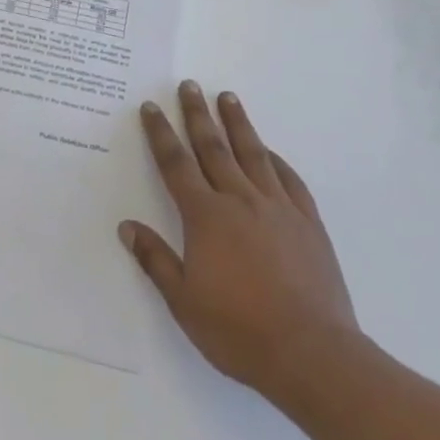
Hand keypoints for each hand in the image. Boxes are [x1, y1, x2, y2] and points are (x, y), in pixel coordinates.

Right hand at [120, 81, 360, 393]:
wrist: (312, 354)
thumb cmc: (239, 330)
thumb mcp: (184, 301)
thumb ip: (155, 259)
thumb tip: (127, 226)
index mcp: (205, 216)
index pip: (176, 164)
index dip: (161, 134)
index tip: (151, 107)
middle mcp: (239, 200)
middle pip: (213, 147)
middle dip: (197, 115)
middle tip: (189, 85)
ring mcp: (278, 208)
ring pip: (253, 154)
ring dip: (237, 123)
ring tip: (228, 97)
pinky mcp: (308, 223)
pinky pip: (290, 181)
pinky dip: (276, 160)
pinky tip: (270, 152)